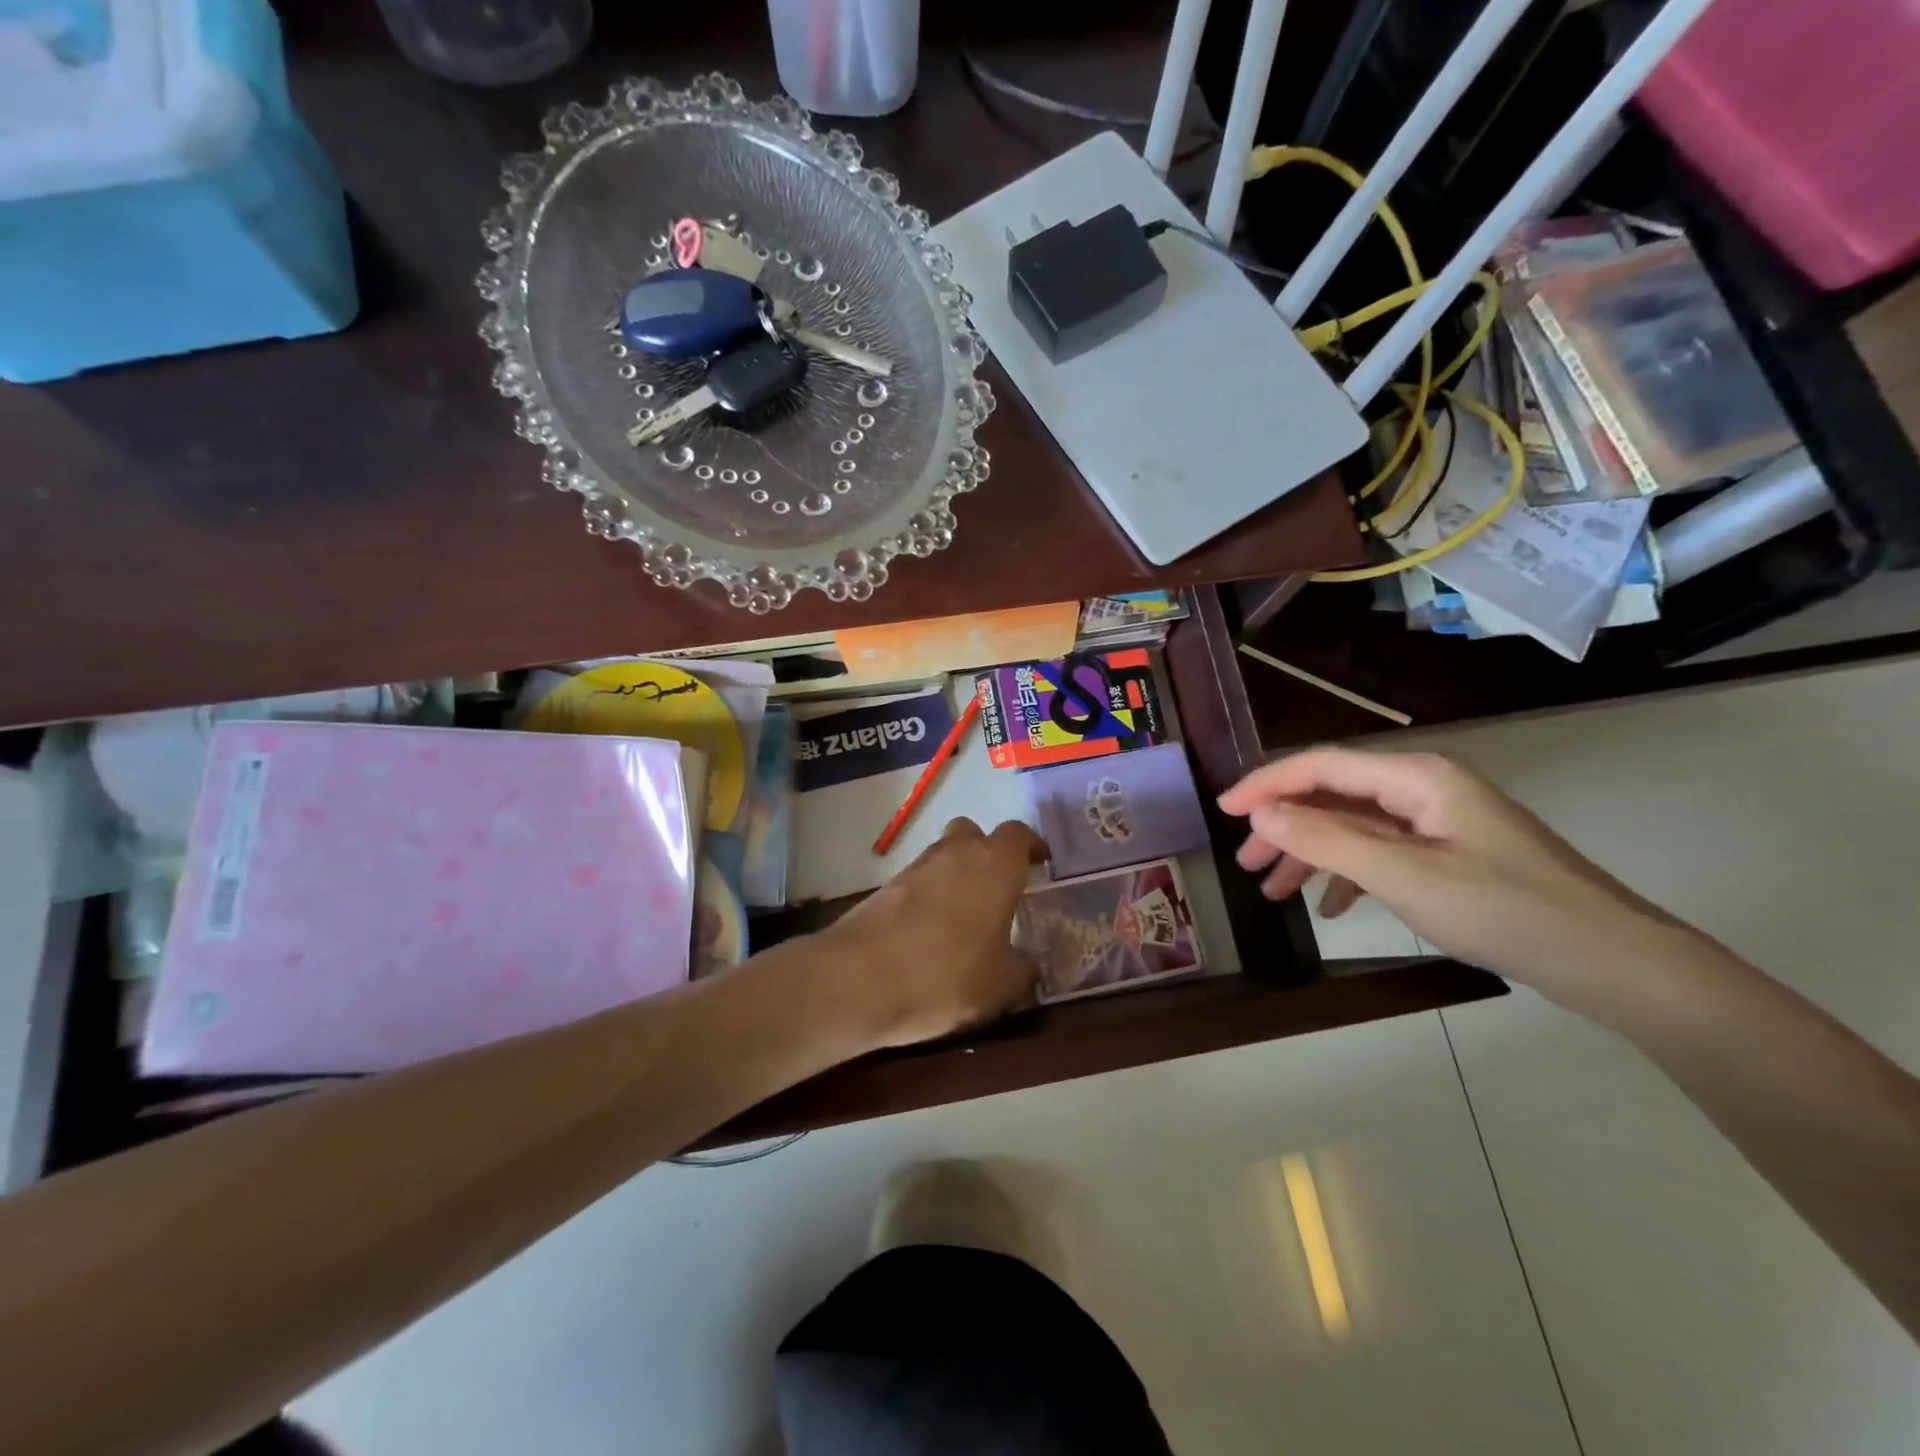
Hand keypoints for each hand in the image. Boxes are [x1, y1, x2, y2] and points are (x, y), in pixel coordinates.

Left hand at [822, 818, 1046, 1048]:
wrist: (858, 980)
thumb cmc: (946, 976)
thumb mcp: (1001, 985)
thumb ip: (1023, 968)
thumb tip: (1028, 963)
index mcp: (994, 865)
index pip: (1018, 834)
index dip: (1030, 846)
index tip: (1040, 864)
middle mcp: (955, 853)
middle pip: (974, 834)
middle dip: (987, 853)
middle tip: (999, 888)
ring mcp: (915, 867)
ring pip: (943, 855)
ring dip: (956, 874)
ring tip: (964, 917)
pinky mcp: (884, 887)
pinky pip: (918, 881)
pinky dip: (928, 896)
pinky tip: (930, 933)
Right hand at [1219, 749, 1694, 1012]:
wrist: (1615, 963)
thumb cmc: (1506, 911)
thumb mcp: (1404, 876)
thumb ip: (1326, 840)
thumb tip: (1259, 812)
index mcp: (1416, 777)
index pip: (1321, 765)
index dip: (1266, 783)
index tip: (1223, 810)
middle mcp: (1425, 787)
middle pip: (1335, 794)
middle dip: (1286, 826)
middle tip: (1249, 864)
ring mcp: (1441, 821)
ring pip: (1355, 826)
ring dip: (1313, 853)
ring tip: (1277, 891)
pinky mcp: (1454, 853)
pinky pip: (1383, 852)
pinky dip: (1351, 874)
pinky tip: (1334, 907)